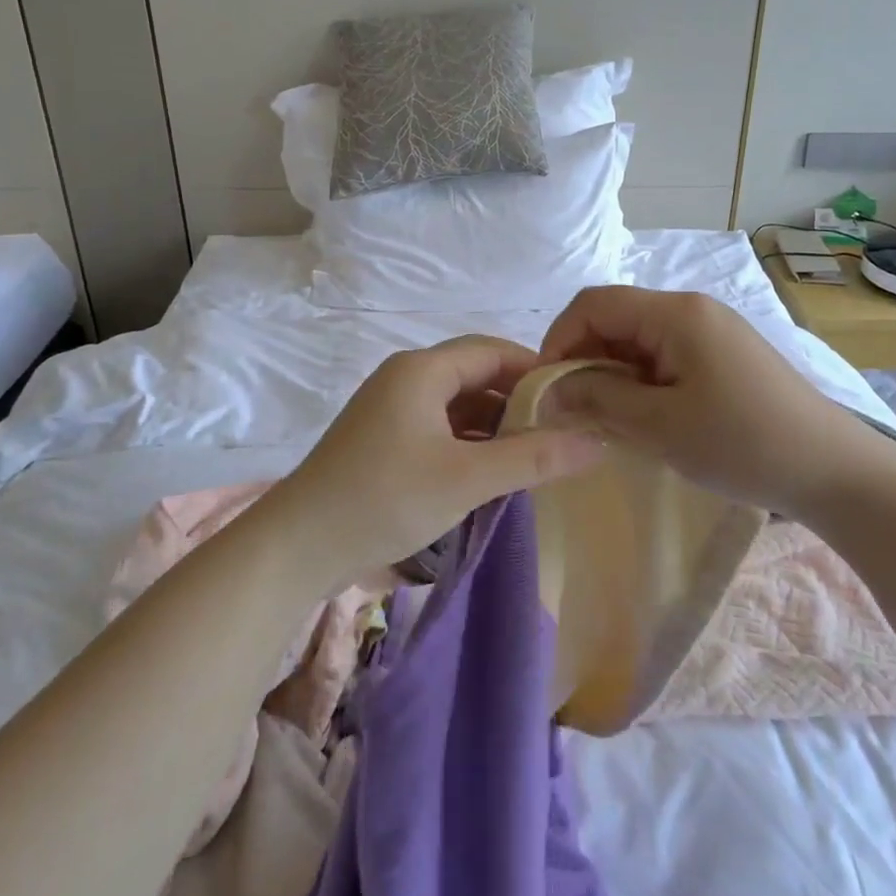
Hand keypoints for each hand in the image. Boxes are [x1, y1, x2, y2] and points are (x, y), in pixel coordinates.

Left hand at [263, 335, 605, 585]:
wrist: (298, 545)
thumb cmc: (385, 498)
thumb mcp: (467, 478)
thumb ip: (533, 456)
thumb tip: (597, 440)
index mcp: (422, 370)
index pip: (493, 350)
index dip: (536, 370)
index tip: (575, 399)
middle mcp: (406, 377)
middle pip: (476, 374)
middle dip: (518, 400)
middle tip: (562, 431)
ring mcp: (391, 408)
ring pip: (458, 404)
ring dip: (495, 424)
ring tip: (536, 455)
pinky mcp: (384, 438)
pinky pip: (439, 426)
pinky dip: (469, 442)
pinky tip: (493, 471)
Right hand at [538, 286, 895, 515]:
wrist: (835, 471)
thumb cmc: (742, 443)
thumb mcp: (660, 425)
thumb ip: (598, 397)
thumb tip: (549, 389)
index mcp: (676, 313)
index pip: (594, 304)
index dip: (559, 339)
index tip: (547, 388)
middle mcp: (692, 308)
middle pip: (615, 318)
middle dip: (585, 358)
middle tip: (575, 410)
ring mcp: (711, 329)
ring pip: (638, 338)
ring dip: (613, 372)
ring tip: (608, 418)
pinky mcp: (723, 353)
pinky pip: (664, 354)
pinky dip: (641, 379)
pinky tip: (645, 415)